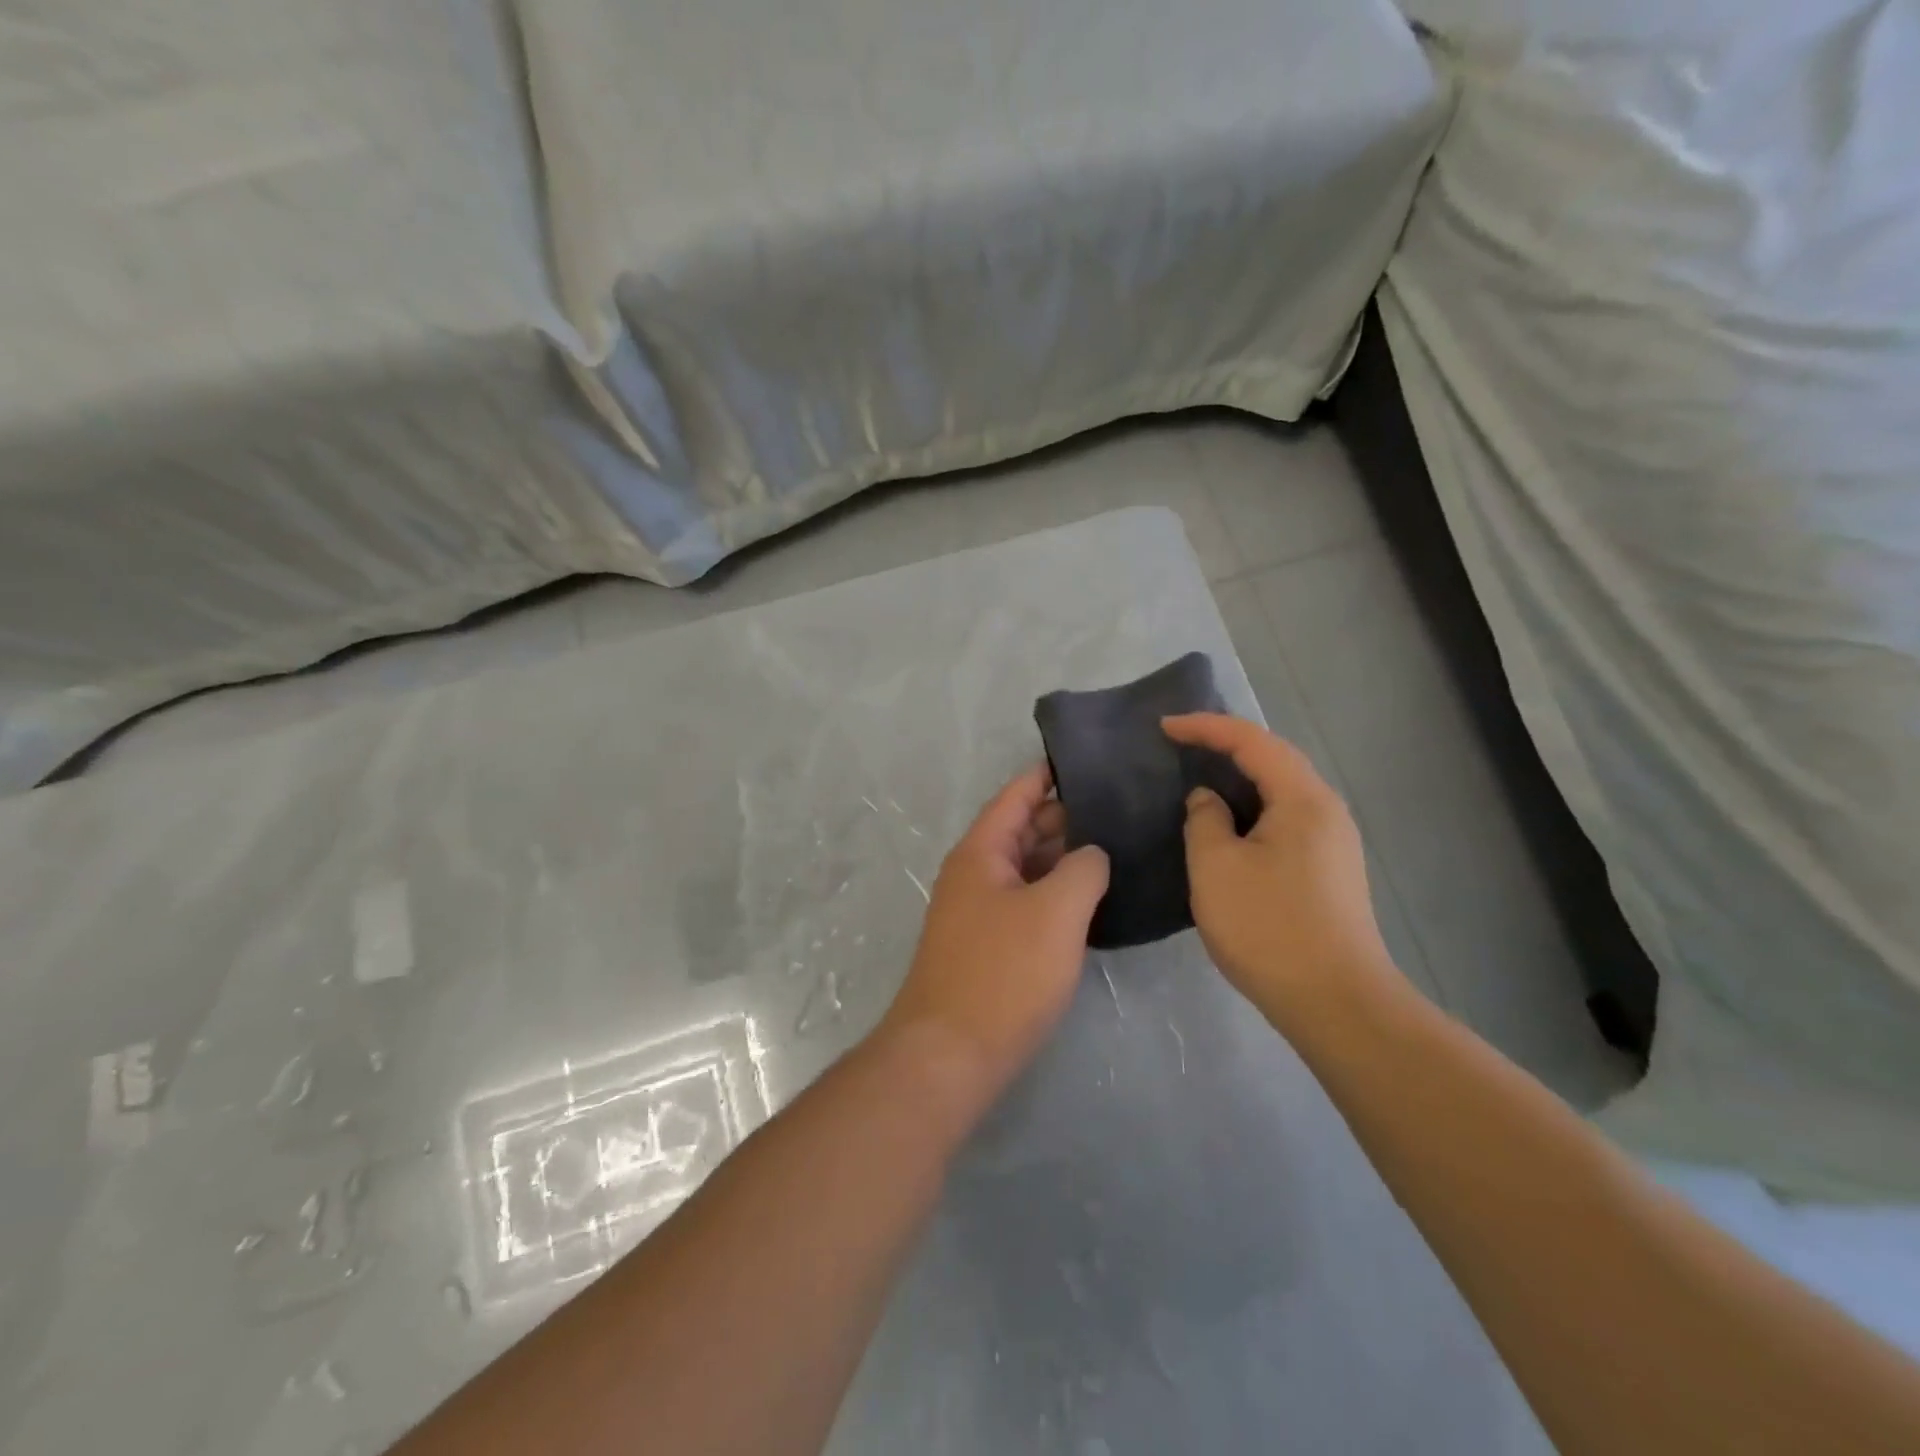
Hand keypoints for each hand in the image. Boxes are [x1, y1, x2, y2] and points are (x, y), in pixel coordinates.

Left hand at [881, 764, 1109, 1100]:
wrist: (950, 1054)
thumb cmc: (1003, 973)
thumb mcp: (1055, 911)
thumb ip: (1083, 869)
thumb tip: (1092, 853)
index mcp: (981, 852)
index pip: (1016, 795)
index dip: (1048, 774)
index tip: (1087, 758)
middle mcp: (975, 874)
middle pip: (1022, 830)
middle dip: (1067, 816)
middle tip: (1121, 806)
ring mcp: (979, 912)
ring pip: (1027, 869)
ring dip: (1064, 858)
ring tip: (1118, 845)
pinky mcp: (990, 947)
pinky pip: (1027, 903)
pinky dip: (1057, 894)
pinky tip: (1094, 899)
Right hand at [1161, 713, 1406, 1028]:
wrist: (1335, 1002)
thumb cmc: (1269, 927)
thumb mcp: (1216, 867)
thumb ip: (1205, 820)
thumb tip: (1209, 800)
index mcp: (1302, 799)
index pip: (1252, 741)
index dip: (1206, 727)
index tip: (1164, 727)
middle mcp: (1326, 811)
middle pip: (1274, 760)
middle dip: (1225, 746)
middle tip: (1180, 746)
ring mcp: (1333, 843)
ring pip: (1280, 792)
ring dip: (1239, 779)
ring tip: (1198, 779)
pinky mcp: (1328, 871)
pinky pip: (1284, 820)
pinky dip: (1251, 810)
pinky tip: (1226, 828)